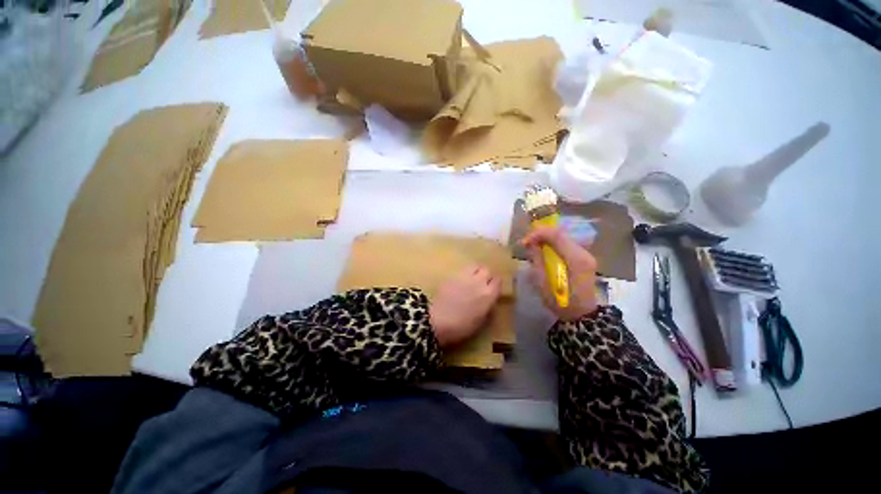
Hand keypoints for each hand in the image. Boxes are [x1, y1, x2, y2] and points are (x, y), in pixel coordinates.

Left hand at [430, 266, 501, 347]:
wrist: (438, 321)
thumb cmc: (462, 326)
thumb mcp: (481, 321)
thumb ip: (488, 306)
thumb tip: (490, 299)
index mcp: (488, 294)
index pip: (498, 280)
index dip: (495, 284)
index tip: (493, 288)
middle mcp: (478, 282)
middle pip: (487, 270)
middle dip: (486, 275)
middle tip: (483, 283)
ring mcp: (464, 276)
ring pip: (475, 266)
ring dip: (476, 271)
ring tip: (472, 280)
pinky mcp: (452, 275)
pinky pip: (462, 270)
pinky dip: (464, 274)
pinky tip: (460, 282)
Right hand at [522, 226, 597, 321]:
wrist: (582, 315)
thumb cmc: (561, 302)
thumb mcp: (543, 283)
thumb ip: (537, 261)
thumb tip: (530, 244)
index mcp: (575, 259)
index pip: (556, 235)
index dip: (537, 234)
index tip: (524, 242)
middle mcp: (583, 252)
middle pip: (560, 233)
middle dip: (540, 234)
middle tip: (526, 242)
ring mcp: (585, 255)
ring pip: (563, 237)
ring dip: (546, 238)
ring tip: (532, 245)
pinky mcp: (583, 258)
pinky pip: (565, 244)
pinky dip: (552, 244)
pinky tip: (543, 250)